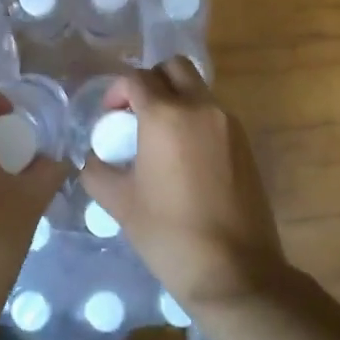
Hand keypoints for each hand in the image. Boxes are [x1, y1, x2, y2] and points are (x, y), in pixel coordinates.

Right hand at [81, 58, 288, 311]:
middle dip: (151, 81)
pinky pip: (215, 114)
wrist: (234, 272)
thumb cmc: (168, 234)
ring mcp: (229, 124)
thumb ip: (97, 169)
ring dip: (176, 99)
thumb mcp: (119, 202)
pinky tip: (185, 158)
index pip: (137, 78)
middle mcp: (201, 108)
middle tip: (136, 114)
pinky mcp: (246, 144)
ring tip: (160, 138)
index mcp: (166, 115)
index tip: (109, 117)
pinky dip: (196, 120)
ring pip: (198, 89)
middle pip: (174, 67)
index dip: (117, 92)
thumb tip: (94, 156)